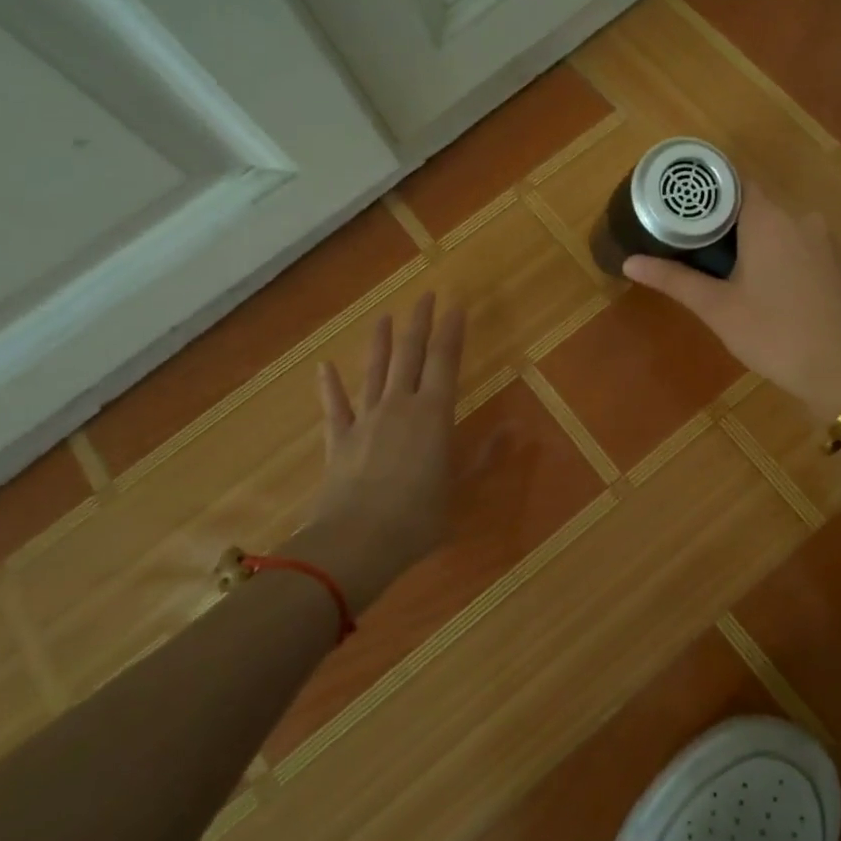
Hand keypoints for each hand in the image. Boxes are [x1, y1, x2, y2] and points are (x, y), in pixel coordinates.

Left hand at [288, 293, 465, 610]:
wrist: (355, 544)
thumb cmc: (418, 519)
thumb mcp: (460, 489)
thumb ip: (484, 455)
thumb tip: (515, 427)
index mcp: (433, 414)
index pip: (445, 360)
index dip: (451, 330)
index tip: (455, 303)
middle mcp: (399, 406)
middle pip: (409, 354)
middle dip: (418, 323)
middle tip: (424, 296)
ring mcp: (365, 420)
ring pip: (374, 371)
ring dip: (380, 343)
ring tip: (383, 317)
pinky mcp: (339, 440)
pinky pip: (334, 407)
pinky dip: (329, 386)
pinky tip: (324, 367)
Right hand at [623, 191, 840, 419]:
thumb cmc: (776, 336)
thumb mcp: (719, 310)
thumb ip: (675, 280)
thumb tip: (629, 261)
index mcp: (769, 219)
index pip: (734, 182)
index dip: (707, 192)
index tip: (683, 209)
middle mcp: (803, 218)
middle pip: (758, 206)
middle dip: (729, 223)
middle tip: (698, 248)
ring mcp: (829, 241)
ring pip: (784, 229)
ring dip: (758, 243)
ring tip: (731, 272)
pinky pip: (806, 248)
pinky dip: (785, 258)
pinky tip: (774, 291)